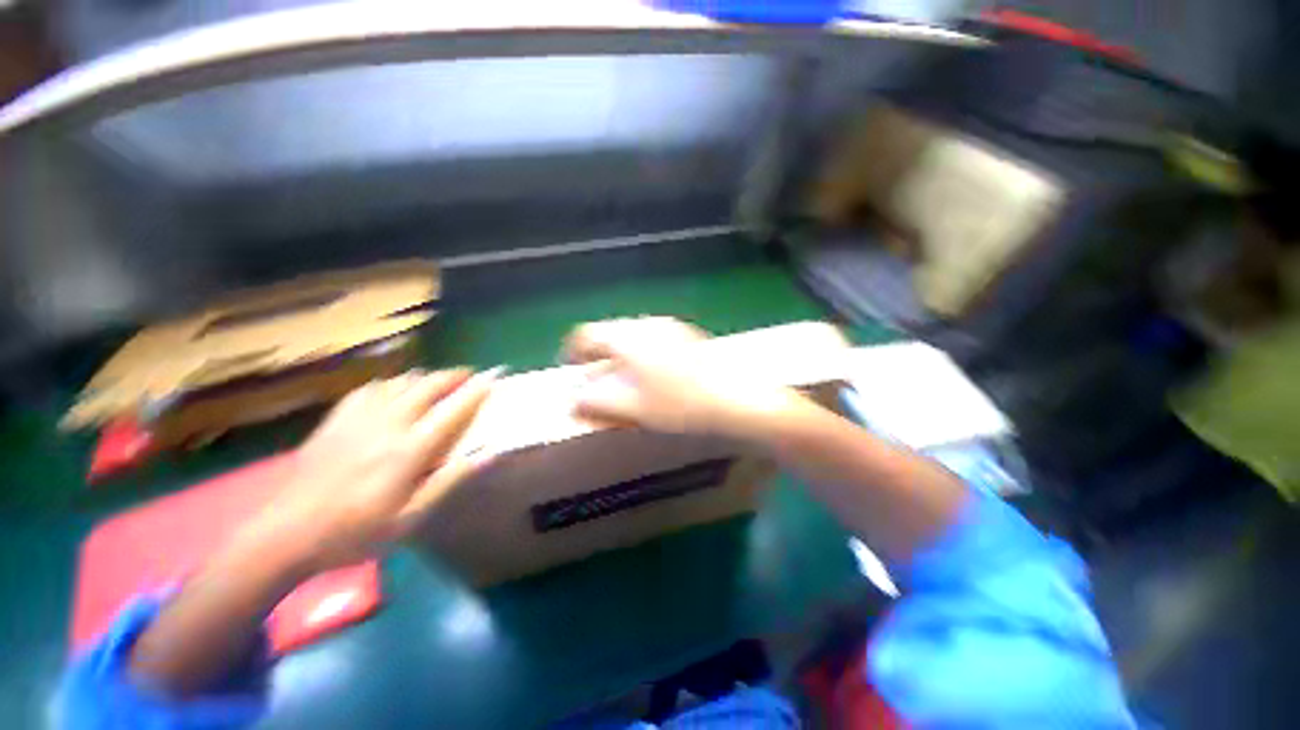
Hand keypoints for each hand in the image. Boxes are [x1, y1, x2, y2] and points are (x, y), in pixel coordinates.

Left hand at [243, 367, 499, 573]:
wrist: (284, 534)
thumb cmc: (355, 532)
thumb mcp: (410, 518)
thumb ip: (450, 481)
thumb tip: (489, 454)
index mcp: (409, 449)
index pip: (452, 409)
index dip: (476, 391)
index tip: (493, 377)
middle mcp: (387, 424)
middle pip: (427, 386)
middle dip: (453, 376)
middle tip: (470, 375)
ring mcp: (358, 418)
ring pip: (400, 382)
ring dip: (424, 377)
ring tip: (437, 382)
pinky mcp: (335, 420)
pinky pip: (370, 388)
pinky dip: (391, 383)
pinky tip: (393, 389)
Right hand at [564, 317, 798, 437]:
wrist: (737, 397)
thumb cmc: (680, 403)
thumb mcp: (633, 407)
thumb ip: (596, 401)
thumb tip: (573, 398)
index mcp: (629, 337)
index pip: (587, 335)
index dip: (573, 353)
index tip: (571, 370)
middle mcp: (647, 324)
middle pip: (610, 334)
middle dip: (598, 356)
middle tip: (596, 381)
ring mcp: (669, 327)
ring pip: (632, 337)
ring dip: (620, 356)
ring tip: (623, 382)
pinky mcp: (686, 336)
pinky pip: (652, 340)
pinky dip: (641, 356)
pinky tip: (653, 378)